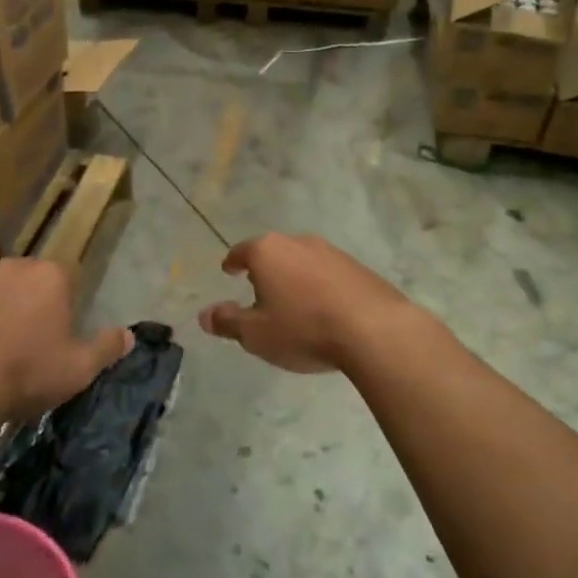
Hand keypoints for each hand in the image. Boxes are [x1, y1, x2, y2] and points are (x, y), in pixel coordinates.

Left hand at [0, 259, 132, 424]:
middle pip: (35, 282)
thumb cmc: (28, 370)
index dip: (70, 305)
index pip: (70, 277)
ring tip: (8, 351)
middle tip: (40, 341)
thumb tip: (129, 335)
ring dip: (8, 313)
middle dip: (39, 304)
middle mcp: (15, 268)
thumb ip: (106, 348)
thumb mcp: (79, 367)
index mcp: (50, 275)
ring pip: (4, 293)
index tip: (66, 332)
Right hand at [198, 233, 414, 374]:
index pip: (241, 251)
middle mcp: (298, 242)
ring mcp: (332, 252)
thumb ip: (228, 322)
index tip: (229, 271)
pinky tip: (324, 310)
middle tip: (258, 292)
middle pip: (273, 253)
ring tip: (292, 304)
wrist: (373, 330)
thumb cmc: (303, 329)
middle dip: (264, 270)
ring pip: (302, 261)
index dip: (232, 262)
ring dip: (294, 278)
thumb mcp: (256, 334)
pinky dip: (319, 287)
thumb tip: (204, 315)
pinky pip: (328, 274)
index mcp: (267, 252)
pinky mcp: (358, 267)